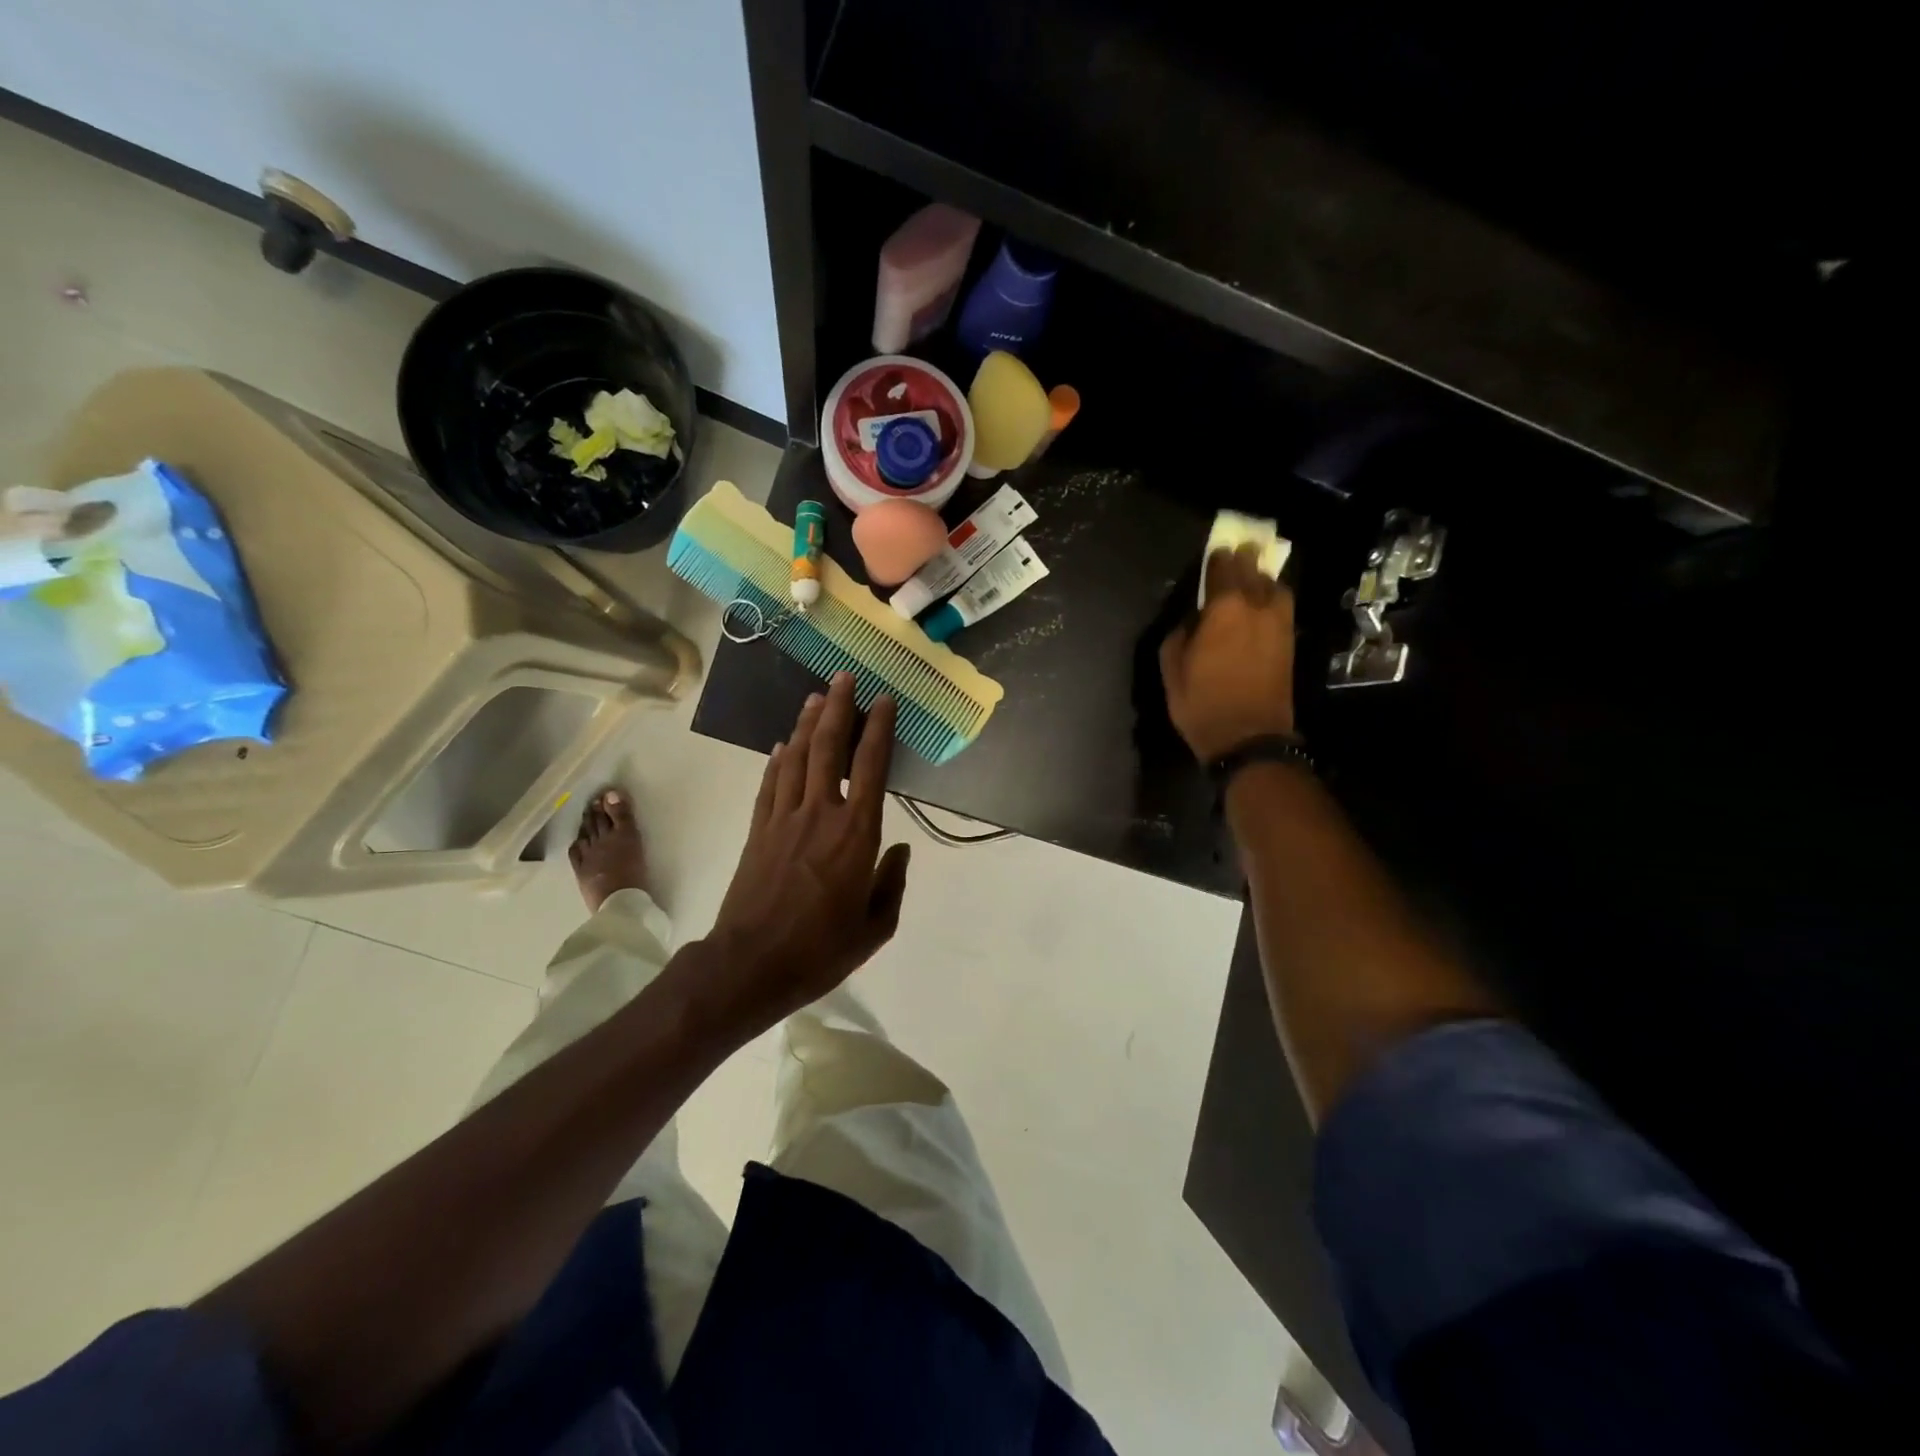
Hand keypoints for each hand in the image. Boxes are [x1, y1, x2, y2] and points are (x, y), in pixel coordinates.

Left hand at [698, 672, 909, 1035]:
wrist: (750, 966)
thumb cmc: (820, 951)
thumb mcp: (874, 928)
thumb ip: (891, 884)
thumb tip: (901, 852)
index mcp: (856, 834)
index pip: (871, 767)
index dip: (878, 729)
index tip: (884, 700)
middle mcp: (820, 814)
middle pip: (828, 748)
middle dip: (838, 708)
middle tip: (845, 677)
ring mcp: (784, 819)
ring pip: (797, 757)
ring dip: (808, 723)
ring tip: (817, 696)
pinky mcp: (758, 830)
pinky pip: (771, 783)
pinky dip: (778, 759)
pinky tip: (783, 744)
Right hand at [1160, 545, 1297, 760]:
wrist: (1248, 737)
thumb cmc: (1202, 704)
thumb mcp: (1173, 670)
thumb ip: (1180, 635)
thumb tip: (1192, 621)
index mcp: (1224, 610)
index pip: (1223, 570)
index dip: (1218, 558)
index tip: (1216, 549)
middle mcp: (1256, 608)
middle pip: (1252, 572)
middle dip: (1244, 559)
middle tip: (1239, 549)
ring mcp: (1278, 625)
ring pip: (1275, 587)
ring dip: (1263, 578)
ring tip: (1254, 576)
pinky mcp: (1289, 642)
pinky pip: (1283, 607)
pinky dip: (1273, 598)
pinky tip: (1265, 602)